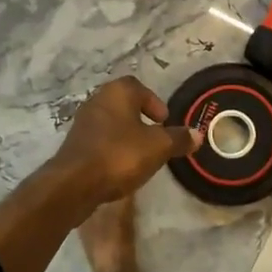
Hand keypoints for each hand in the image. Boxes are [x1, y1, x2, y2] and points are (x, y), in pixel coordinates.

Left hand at [45, 76, 200, 214]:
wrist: (74, 184)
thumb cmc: (120, 155)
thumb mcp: (158, 147)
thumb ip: (178, 139)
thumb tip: (197, 134)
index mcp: (117, 92)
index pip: (138, 87)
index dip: (154, 102)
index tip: (164, 122)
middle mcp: (97, 100)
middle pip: (123, 104)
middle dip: (141, 119)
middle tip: (155, 137)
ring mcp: (82, 123)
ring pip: (111, 122)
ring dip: (126, 134)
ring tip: (141, 154)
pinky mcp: (74, 145)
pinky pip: (100, 140)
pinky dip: (112, 148)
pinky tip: (121, 167)